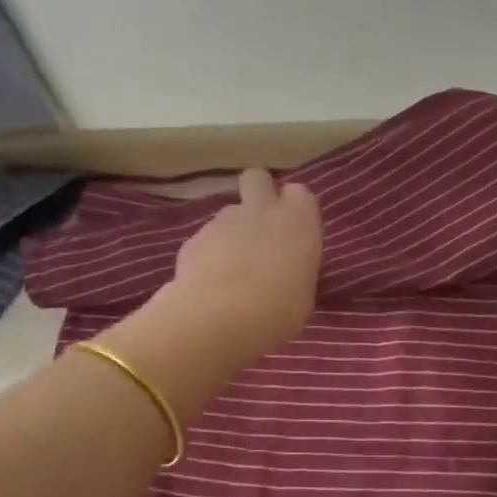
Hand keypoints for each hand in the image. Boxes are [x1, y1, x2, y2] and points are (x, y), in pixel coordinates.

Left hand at [164, 167, 321, 359]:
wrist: (220, 317)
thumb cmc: (279, 310)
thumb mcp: (302, 295)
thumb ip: (293, 269)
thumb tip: (282, 270)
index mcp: (298, 220)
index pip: (299, 194)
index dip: (293, 209)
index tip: (292, 231)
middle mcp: (261, 210)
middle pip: (257, 179)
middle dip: (257, 193)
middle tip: (259, 227)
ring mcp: (223, 221)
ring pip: (228, 214)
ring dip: (231, 233)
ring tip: (231, 271)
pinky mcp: (193, 238)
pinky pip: (205, 240)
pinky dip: (207, 255)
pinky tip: (209, 284)